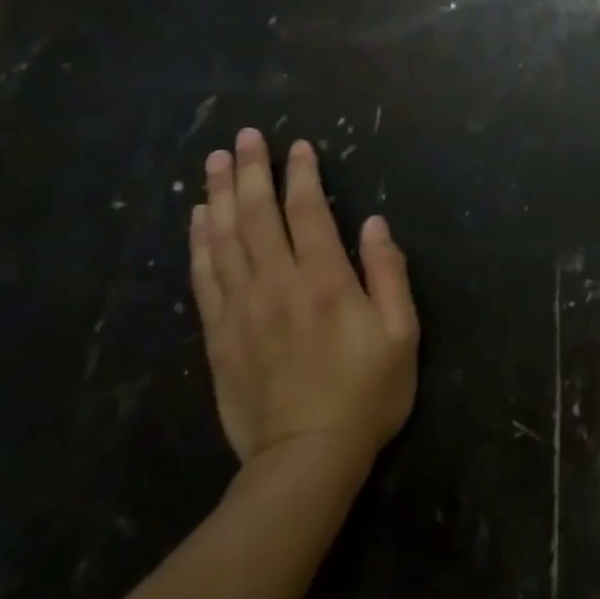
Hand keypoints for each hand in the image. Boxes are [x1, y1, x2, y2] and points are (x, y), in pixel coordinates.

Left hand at [189, 131, 418, 469]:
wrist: (305, 461)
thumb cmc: (366, 394)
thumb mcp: (402, 335)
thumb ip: (388, 274)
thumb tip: (374, 223)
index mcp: (325, 281)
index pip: (308, 212)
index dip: (302, 175)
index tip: (298, 146)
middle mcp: (277, 285)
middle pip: (256, 215)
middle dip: (250, 171)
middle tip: (243, 136)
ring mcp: (241, 310)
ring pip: (223, 239)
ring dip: (218, 196)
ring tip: (214, 162)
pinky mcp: (219, 336)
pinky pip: (204, 278)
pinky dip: (199, 242)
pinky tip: (197, 219)